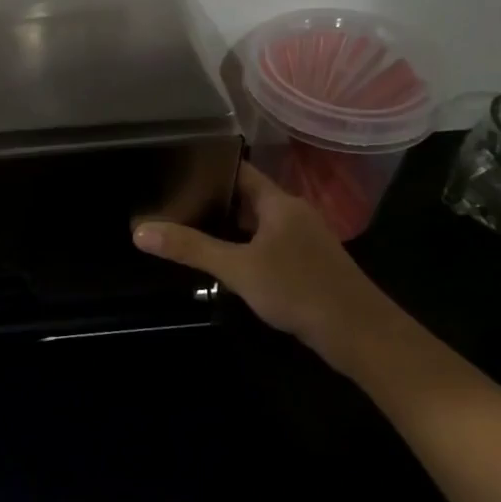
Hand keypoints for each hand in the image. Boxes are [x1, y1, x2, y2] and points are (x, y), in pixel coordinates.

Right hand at [133, 163, 402, 375]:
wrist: (360, 335)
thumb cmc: (299, 290)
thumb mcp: (238, 269)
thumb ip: (191, 249)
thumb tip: (140, 231)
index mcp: (279, 203)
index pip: (239, 171)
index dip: (208, 167)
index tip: (174, 169)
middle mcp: (292, 214)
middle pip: (246, 197)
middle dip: (211, 199)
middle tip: (170, 201)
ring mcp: (303, 240)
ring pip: (257, 224)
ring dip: (228, 227)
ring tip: (187, 228)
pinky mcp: (307, 265)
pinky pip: (269, 245)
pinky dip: (245, 247)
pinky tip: (224, 262)